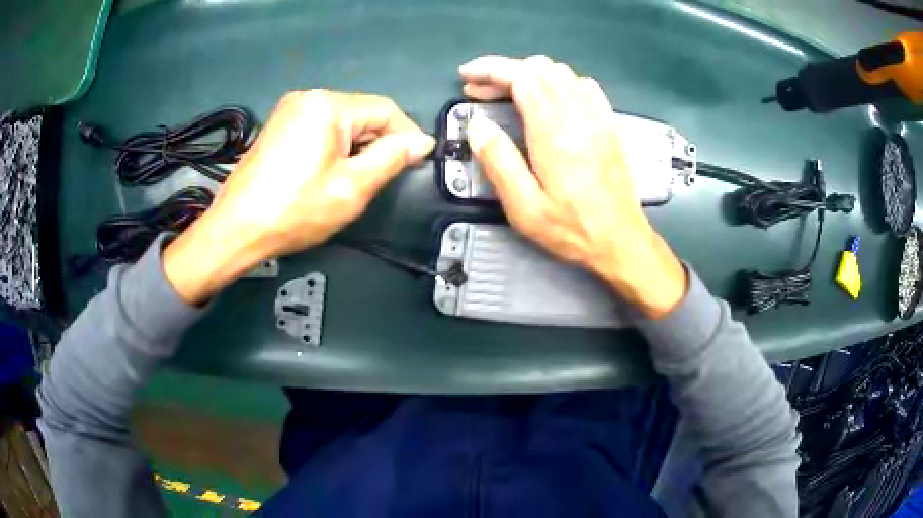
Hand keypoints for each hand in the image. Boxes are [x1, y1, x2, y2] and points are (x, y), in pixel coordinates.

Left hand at [164, 90, 434, 303]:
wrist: (236, 230)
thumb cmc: (295, 210)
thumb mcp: (352, 187)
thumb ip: (392, 158)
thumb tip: (420, 142)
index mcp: (327, 105)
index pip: (384, 110)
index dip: (407, 135)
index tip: (419, 161)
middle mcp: (308, 97)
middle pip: (361, 114)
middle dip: (379, 143)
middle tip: (385, 177)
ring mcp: (289, 111)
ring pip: (341, 123)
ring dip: (357, 147)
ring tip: (357, 179)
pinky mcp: (278, 127)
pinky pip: (319, 129)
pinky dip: (335, 147)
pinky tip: (330, 173)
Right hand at [459, 55, 686, 317]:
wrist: (620, 240)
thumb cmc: (572, 228)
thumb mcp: (525, 207)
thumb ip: (499, 162)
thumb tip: (477, 126)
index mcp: (554, 130)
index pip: (522, 77)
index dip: (490, 69)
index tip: (467, 76)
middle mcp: (578, 113)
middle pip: (539, 68)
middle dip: (504, 71)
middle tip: (480, 92)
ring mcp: (597, 116)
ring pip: (560, 72)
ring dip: (528, 75)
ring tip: (506, 94)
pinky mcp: (608, 123)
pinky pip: (582, 85)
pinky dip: (557, 82)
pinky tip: (546, 99)